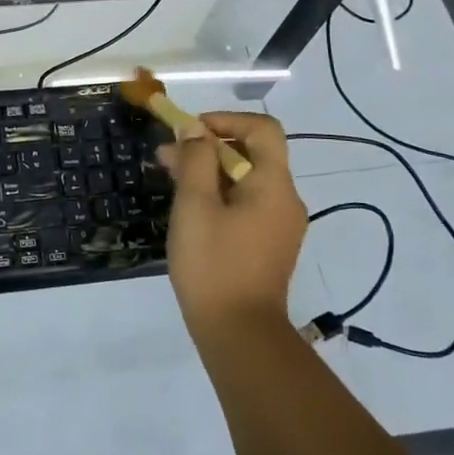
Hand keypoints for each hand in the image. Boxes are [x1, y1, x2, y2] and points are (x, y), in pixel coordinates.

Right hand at [158, 112, 307, 342]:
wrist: (239, 335)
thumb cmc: (214, 263)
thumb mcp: (195, 204)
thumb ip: (195, 159)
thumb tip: (195, 130)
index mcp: (274, 184)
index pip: (263, 128)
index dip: (226, 119)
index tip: (191, 131)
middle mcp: (286, 199)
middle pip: (252, 154)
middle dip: (208, 147)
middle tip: (168, 157)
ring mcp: (280, 225)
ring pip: (246, 180)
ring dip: (210, 172)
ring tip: (171, 181)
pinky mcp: (269, 245)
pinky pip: (247, 204)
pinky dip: (220, 195)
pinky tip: (190, 211)